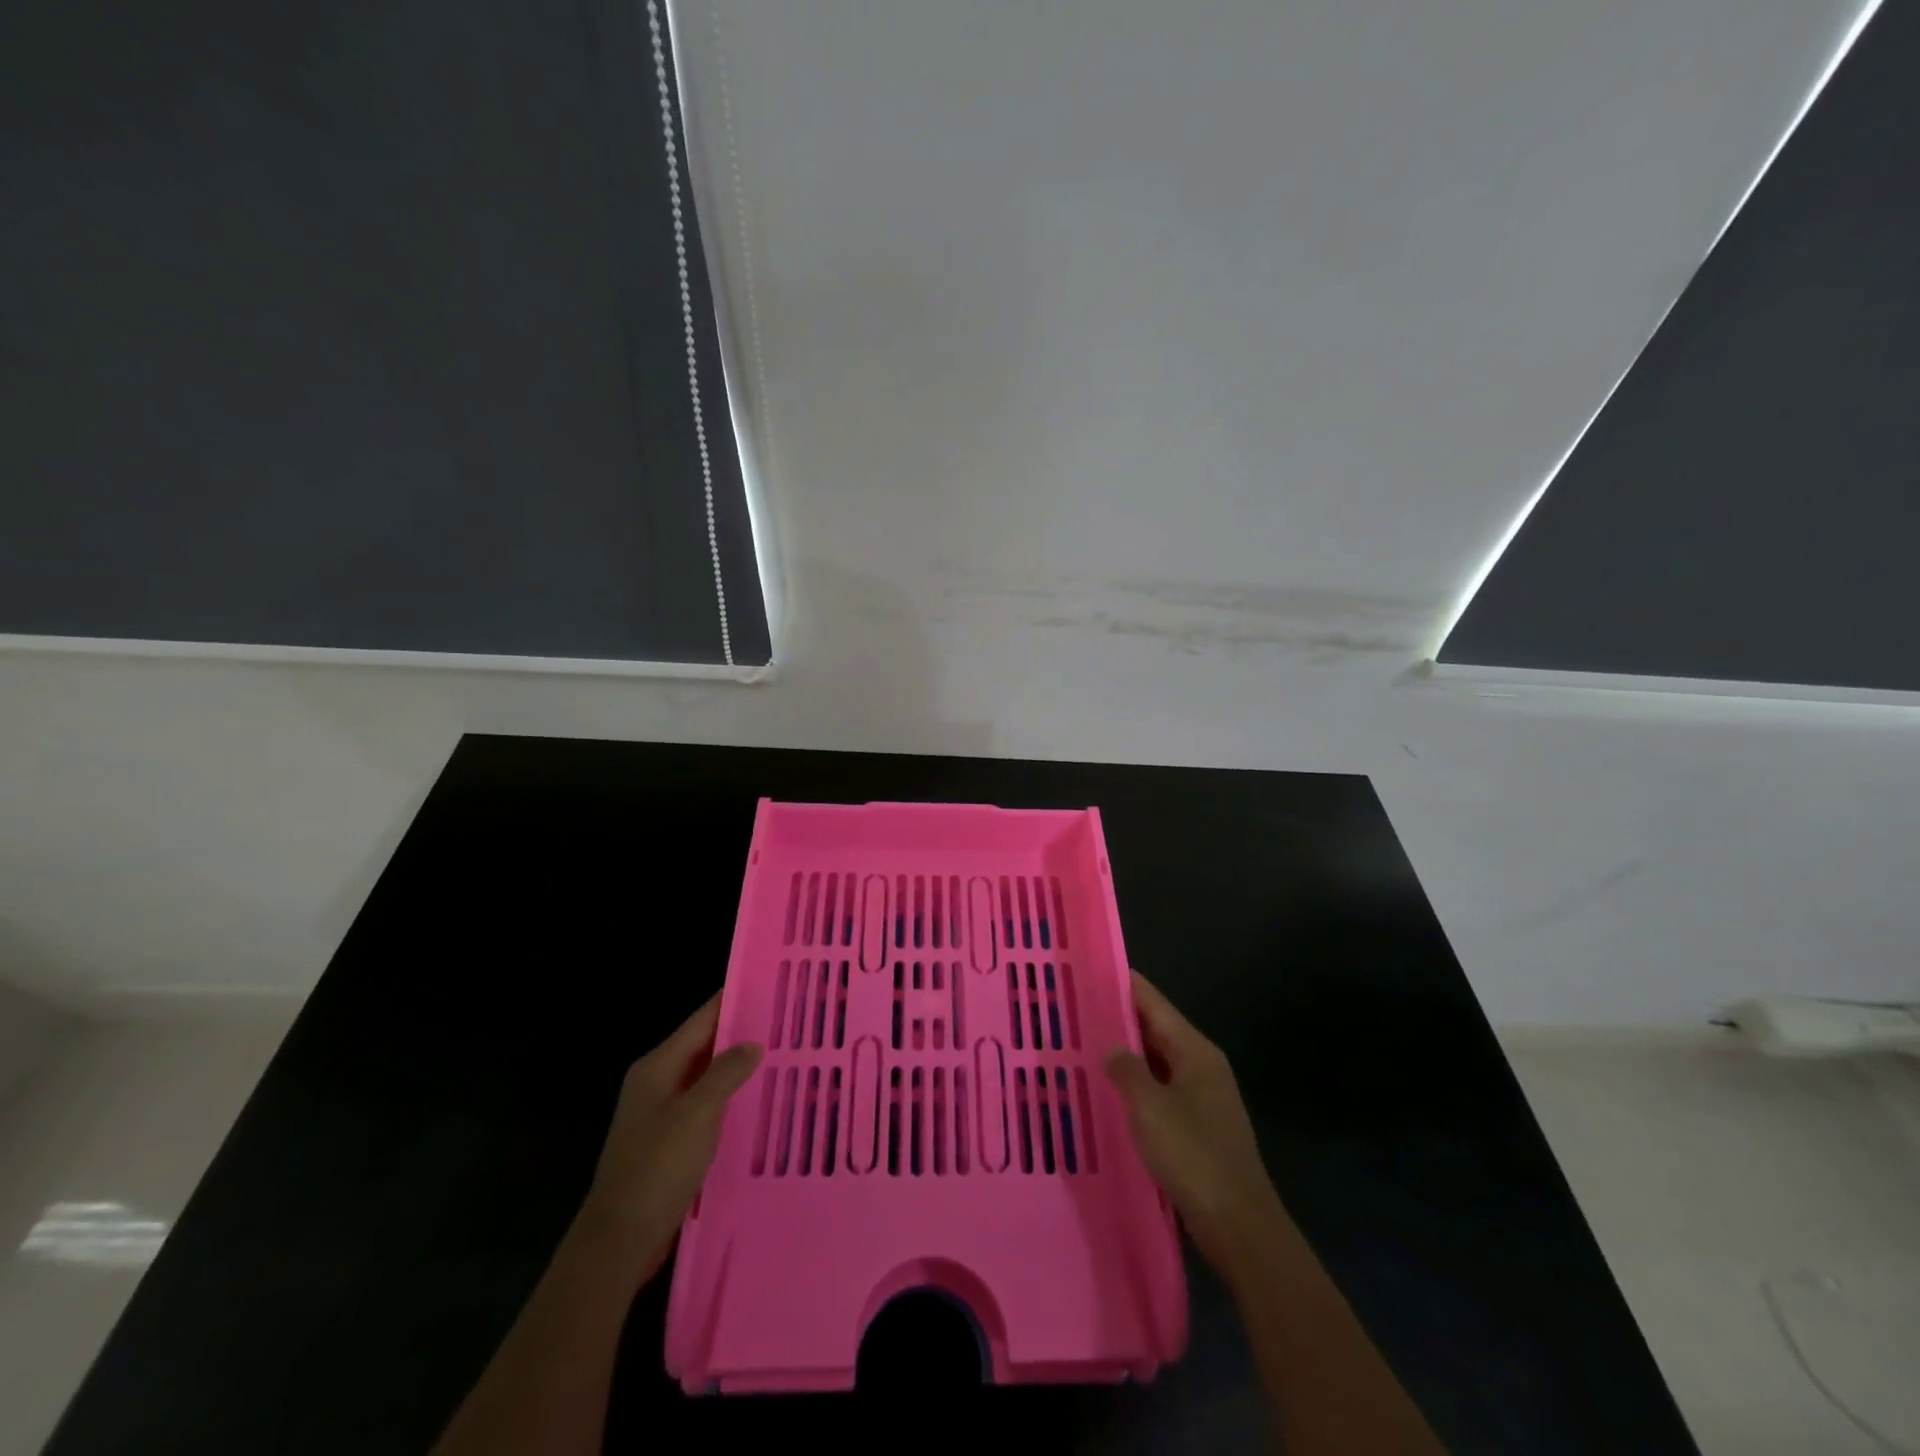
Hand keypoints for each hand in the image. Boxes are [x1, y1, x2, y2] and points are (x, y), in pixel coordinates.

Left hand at [574, 994, 761, 1287]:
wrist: (619, 1240)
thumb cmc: (657, 1168)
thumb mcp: (697, 1114)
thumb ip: (726, 1073)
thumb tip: (752, 1044)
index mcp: (657, 1067)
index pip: (701, 1020)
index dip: (732, 1001)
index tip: (768, 985)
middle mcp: (656, 1083)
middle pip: (703, 1046)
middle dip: (740, 1034)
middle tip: (785, 1022)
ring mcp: (660, 1114)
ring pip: (706, 1078)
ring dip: (736, 1068)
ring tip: (780, 1056)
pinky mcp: (668, 1142)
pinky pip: (704, 1107)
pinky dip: (728, 1099)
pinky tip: (757, 1103)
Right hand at [1104, 972, 1287, 1273]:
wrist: (1238, 1226)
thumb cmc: (1193, 1156)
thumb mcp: (1150, 1107)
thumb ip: (1126, 1070)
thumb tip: (1111, 1047)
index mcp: (1195, 1052)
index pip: (1154, 1003)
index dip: (1124, 985)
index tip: (1092, 969)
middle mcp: (1202, 1066)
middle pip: (1156, 1030)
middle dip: (1119, 1019)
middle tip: (1076, 1008)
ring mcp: (1202, 1098)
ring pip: (1156, 1063)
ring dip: (1126, 1055)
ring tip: (1084, 1045)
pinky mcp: (1197, 1128)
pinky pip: (1160, 1092)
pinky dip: (1136, 1086)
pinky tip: (1109, 1093)